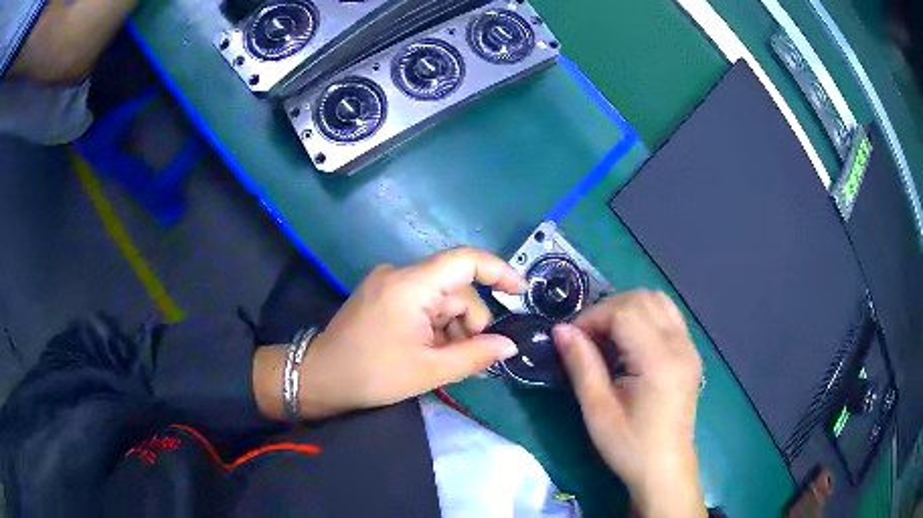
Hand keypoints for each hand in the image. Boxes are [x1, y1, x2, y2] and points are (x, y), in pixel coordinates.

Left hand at [254, 248, 523, 420]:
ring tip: (446, 362)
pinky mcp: (382, 295)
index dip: (498, 271)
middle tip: (469, 360)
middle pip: (455, 289)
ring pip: (440, 299)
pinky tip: (431, 352)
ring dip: (452, 328)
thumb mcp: (429, 370)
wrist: (320, 378)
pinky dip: (435, 326)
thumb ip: (475, 355)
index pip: (464, 260)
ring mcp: (389, 284)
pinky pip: (422, 303)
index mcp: (411, 285)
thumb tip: (510, 345)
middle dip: (470, 323)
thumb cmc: (372, 375)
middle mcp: (400, 274)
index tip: (520, 293)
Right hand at [552, 290, 704, 517]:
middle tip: (586, 338)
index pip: (625, 311)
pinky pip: (668, 316)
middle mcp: (680, 345)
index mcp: (659, 361)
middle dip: (608, 310)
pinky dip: (645, 316)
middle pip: (642, 299)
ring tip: (607, 337)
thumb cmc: (629, 446)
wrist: (665, 468)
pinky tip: (630, 343)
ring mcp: (689, 347)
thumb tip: (560, 330)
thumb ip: (581, 365)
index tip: (571, 339)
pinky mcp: (691, 353)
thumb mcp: (598, 411)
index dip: (593, 317)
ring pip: (658, 301)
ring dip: (627, 309)